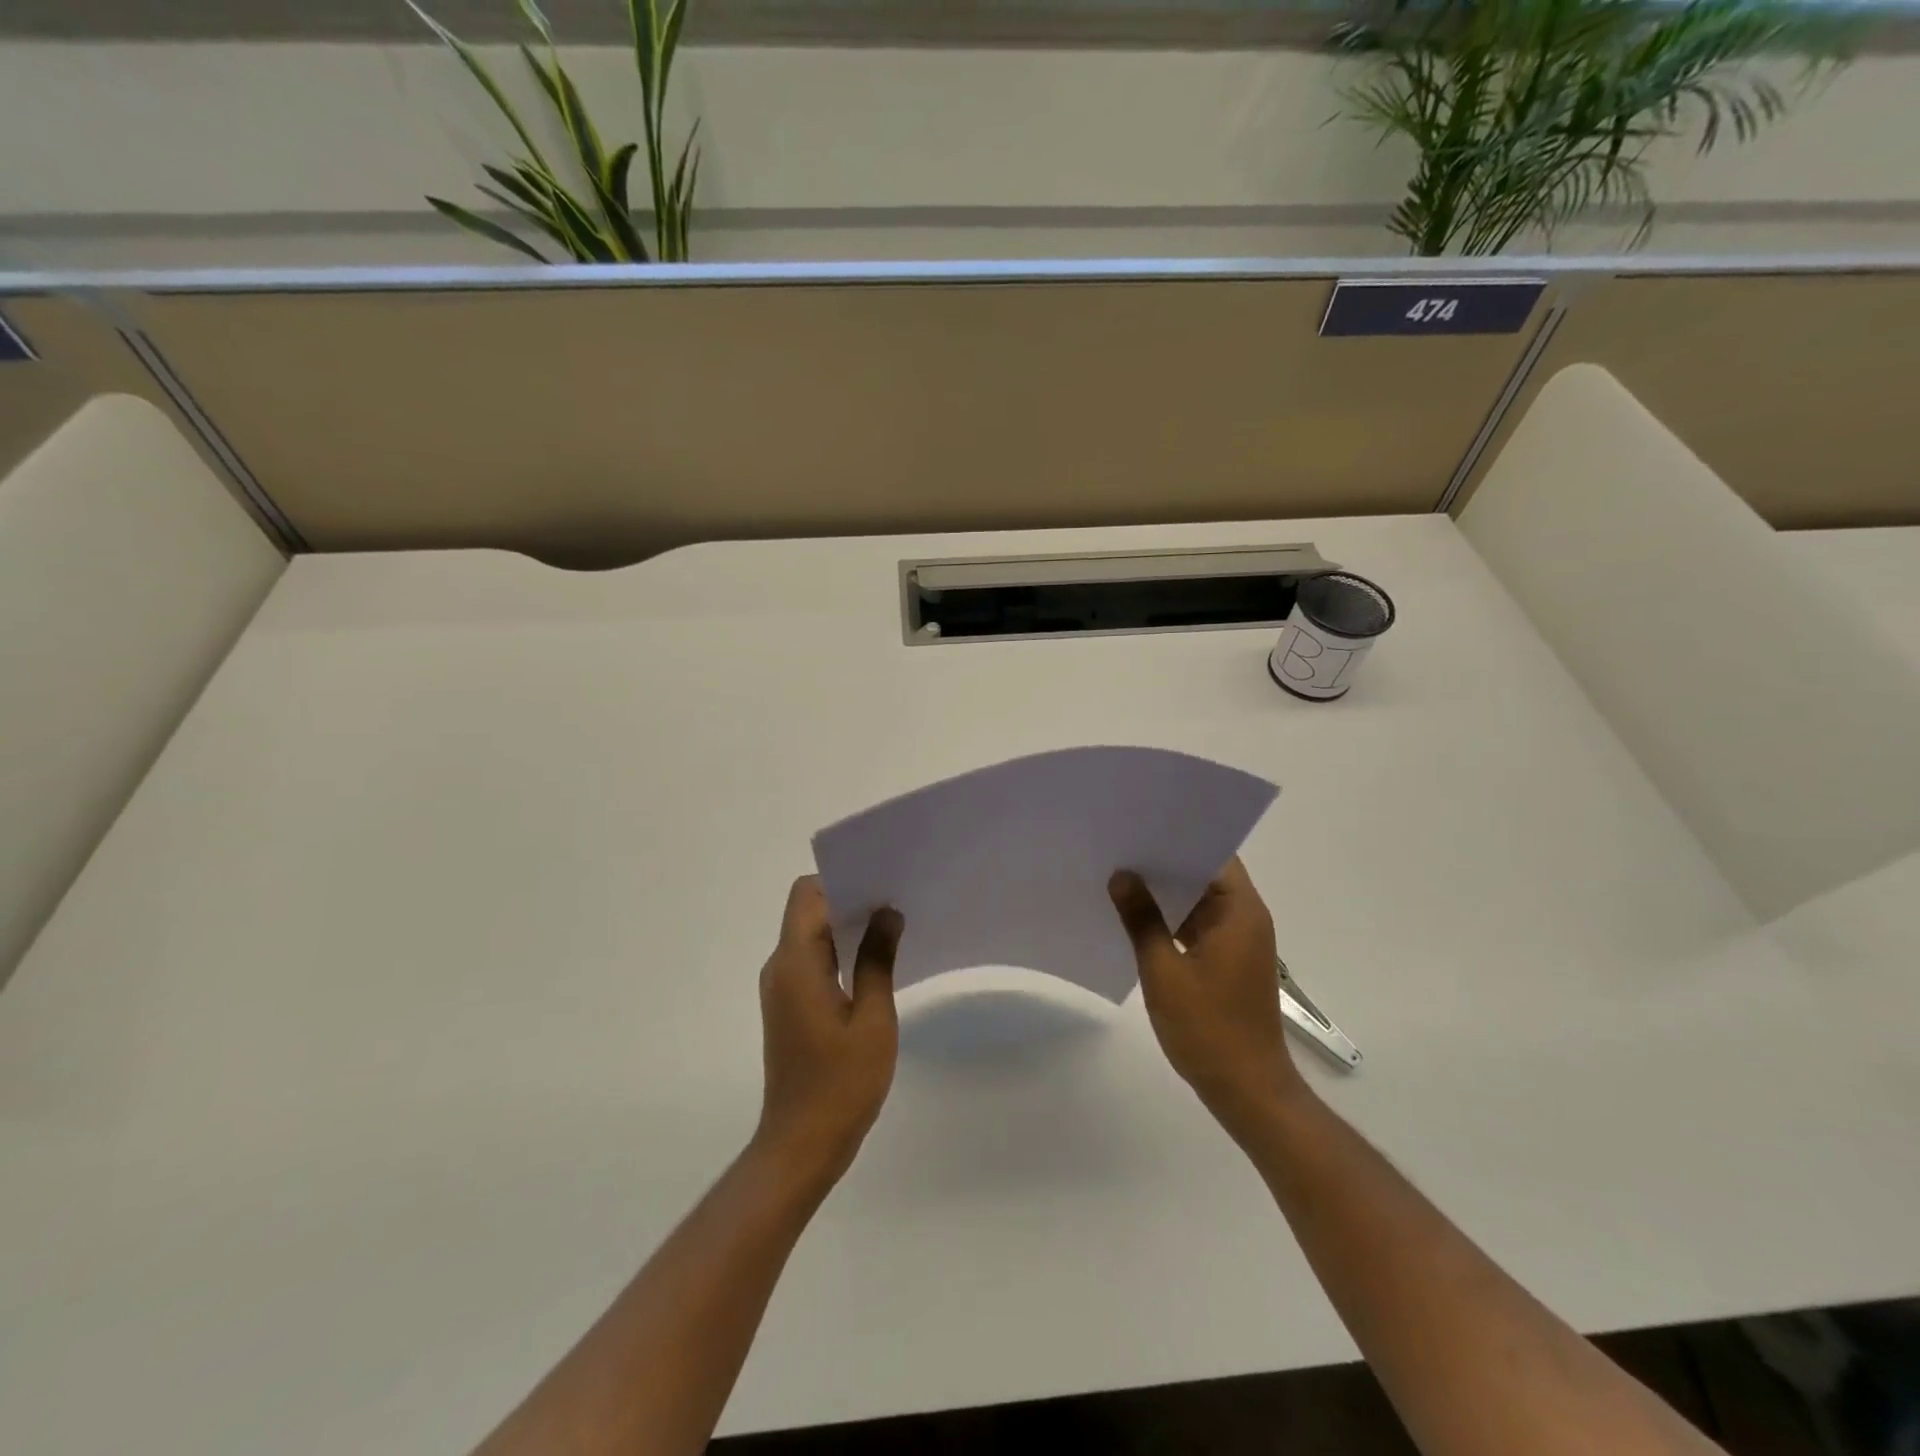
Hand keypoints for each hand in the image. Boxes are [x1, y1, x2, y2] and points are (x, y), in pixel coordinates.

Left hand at [754, 876, 902, 1190]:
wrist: (801, 1145)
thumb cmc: (841, 1083)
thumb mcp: (872, 1019)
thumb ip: (877, 960)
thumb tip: (887, 913)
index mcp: (796, 963)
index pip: (808, 895)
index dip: (841, 881)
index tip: (881, 883)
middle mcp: (780, 967)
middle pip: (807, 910)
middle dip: (849, 899)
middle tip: (896, 901)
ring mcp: (782, 987)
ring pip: (810, 935)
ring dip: (846, 926)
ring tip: (892, 927)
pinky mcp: (789, 1006)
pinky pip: (812, 960)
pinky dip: (839, 952)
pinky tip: (874, 963)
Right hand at [1108, 858, 1307, 1138]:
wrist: (1247, 1090)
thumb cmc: (1208, 1028)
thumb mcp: (1164, 970)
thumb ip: (1142, 919)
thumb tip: (1122, 876)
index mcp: (1240, 911)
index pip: (1214, 855)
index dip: (1179, 838)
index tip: (1141, 826)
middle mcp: (1246, 918)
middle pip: (1206, 875)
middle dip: (1166, 863)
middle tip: (1120, 847)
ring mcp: (1238, 941)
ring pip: (1200, 901)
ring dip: (1167, 893)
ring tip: (1121, 876)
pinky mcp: (1229, 962)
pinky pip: (1199, 925)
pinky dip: (1173, 919)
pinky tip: (1137, 917)